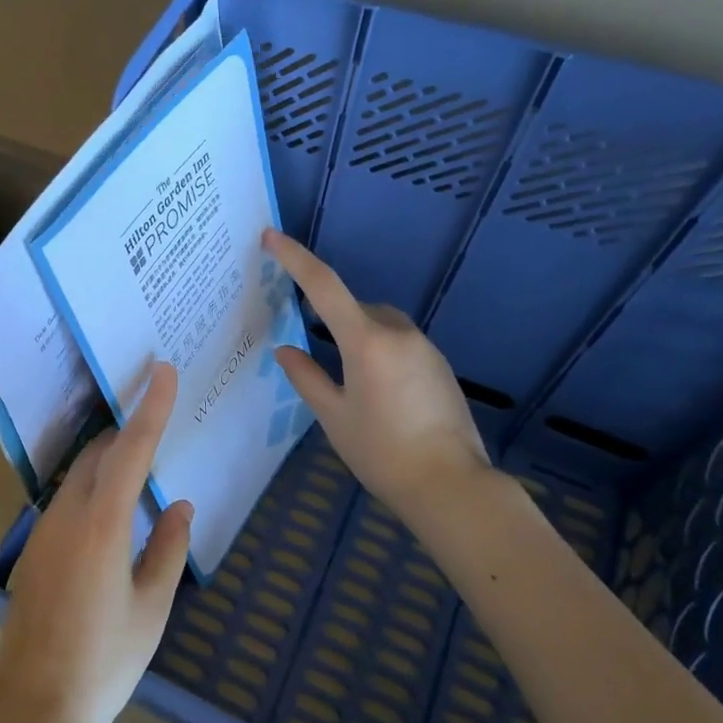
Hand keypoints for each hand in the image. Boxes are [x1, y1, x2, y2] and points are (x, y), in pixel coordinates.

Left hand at [0, 362, 192, 722]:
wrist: (38, 706)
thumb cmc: (106, 661)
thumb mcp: (152, 606)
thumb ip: (169, 548)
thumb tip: (178, 506)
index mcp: (103, 525)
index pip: (131, 450)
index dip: (150, 408)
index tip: (162, 371)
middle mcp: (68, 515)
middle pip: (100, 454)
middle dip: (128, 433)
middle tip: (159, 424)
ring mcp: (44, 530)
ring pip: (80, 475)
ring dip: (109, 462)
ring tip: (141, 469)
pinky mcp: (34, 547)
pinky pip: (68, 500)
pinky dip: (94, 489)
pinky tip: (113, 515)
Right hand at [263, 229, 490, 522]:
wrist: (450, 485)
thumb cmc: (382, 452)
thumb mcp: (334, 416)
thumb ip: (306, 378)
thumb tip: (286, 350)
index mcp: (366, 341)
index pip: (323, 286)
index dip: (295, 258)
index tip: (272, 237)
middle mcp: (398, 334)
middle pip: (357, 307)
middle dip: (334, 318)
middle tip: (318, 354)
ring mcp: (425, 348)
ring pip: (381, 325)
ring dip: (360, 337)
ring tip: (352, 384)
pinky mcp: (440, 366)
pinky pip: (401, 344)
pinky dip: (382, 353)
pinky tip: (380, 394)